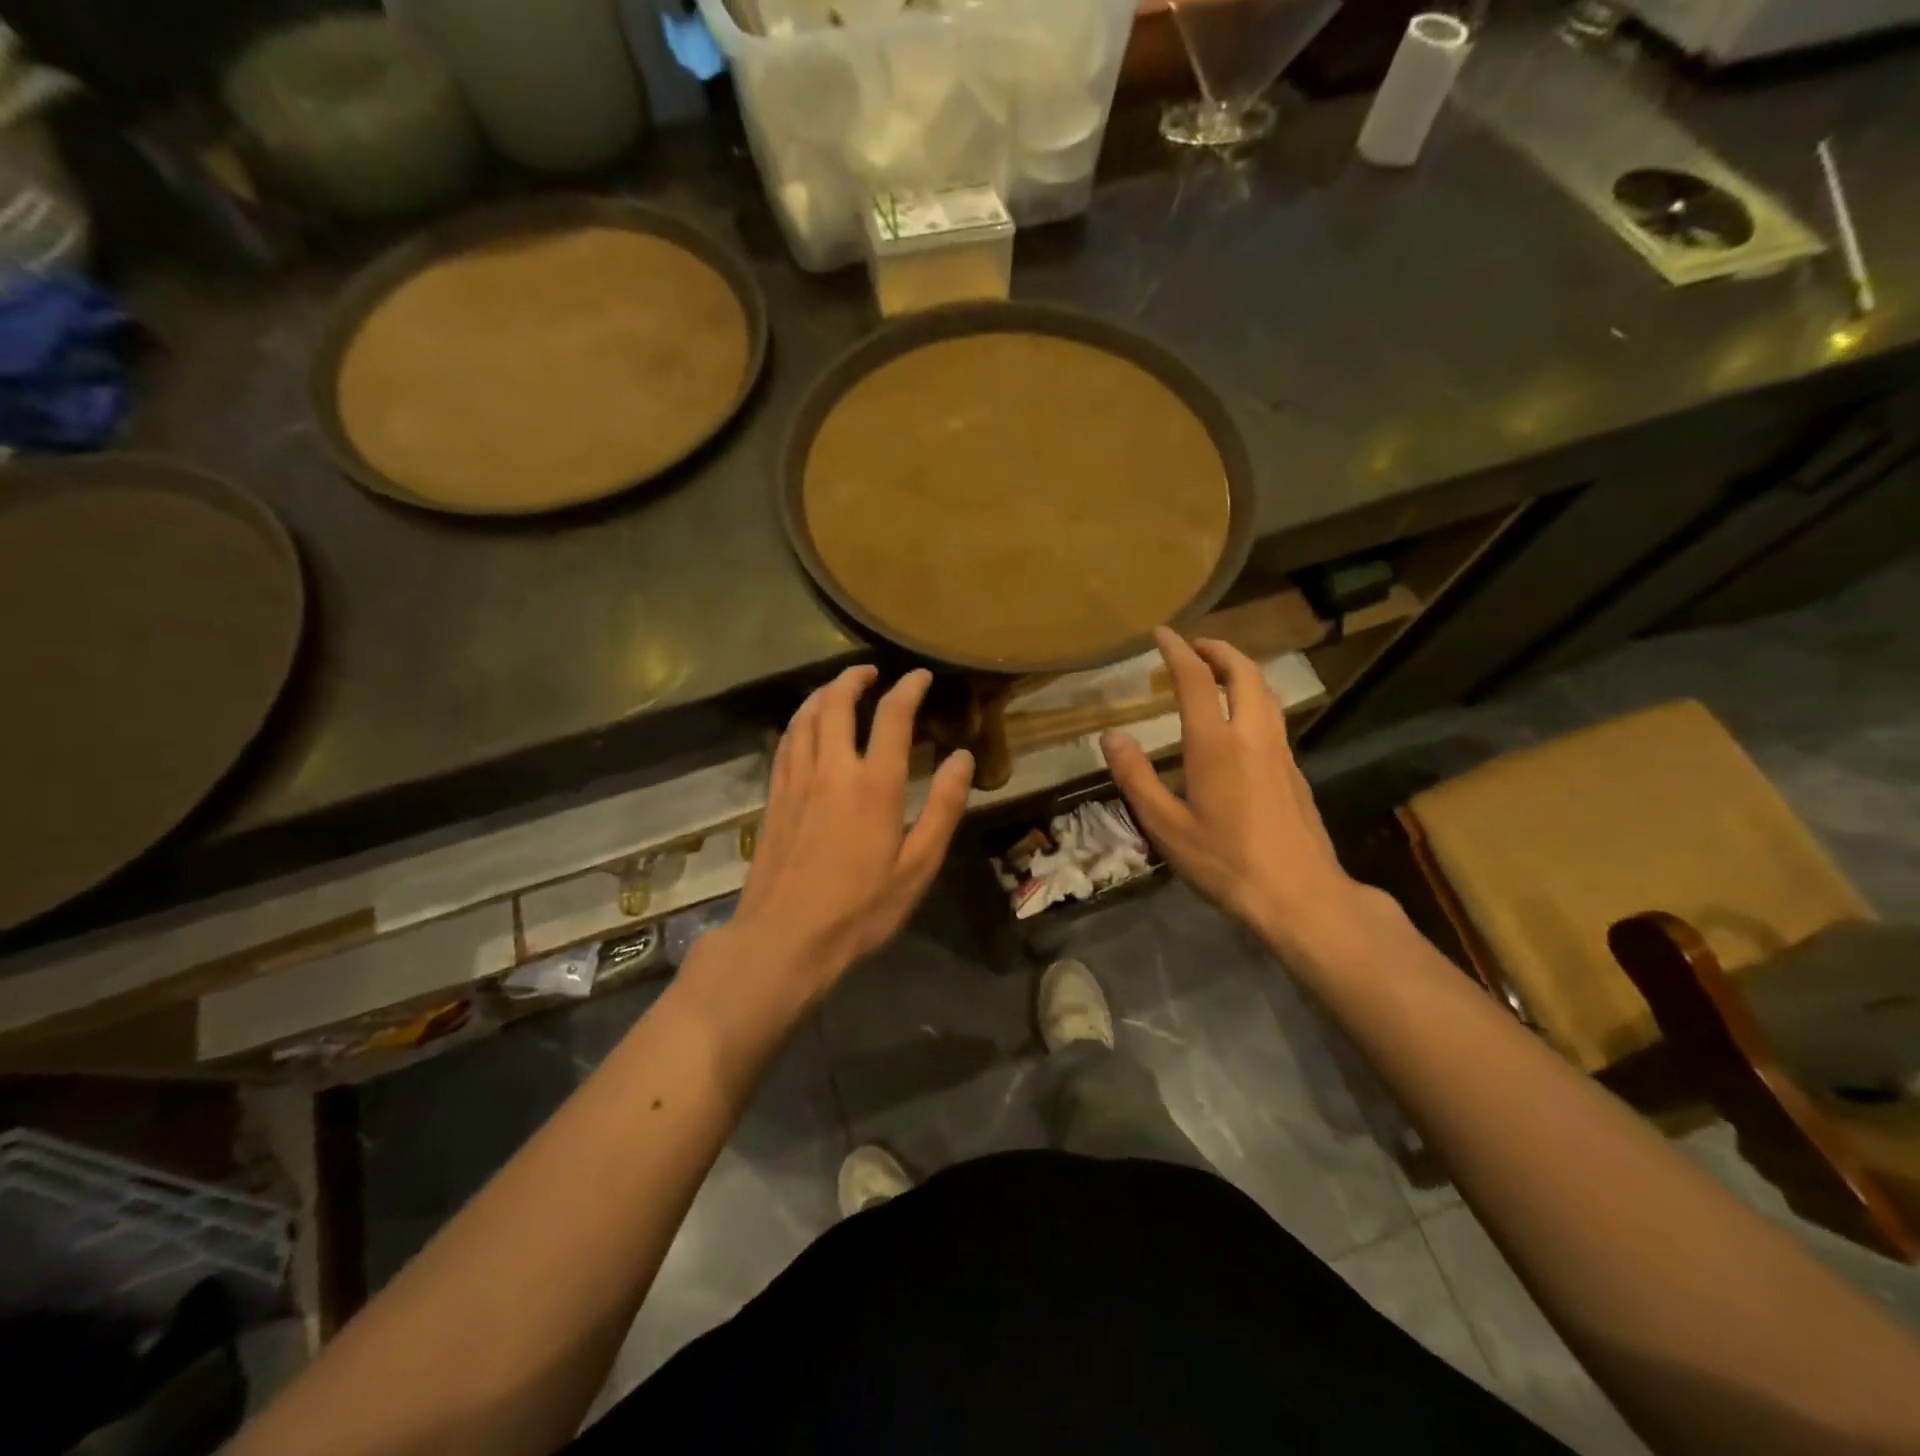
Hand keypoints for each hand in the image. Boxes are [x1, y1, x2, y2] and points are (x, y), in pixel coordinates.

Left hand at [731, 665, 973, 1000]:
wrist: (785, 938)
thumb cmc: (860, 908)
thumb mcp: (917, 865)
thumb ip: (942, 807)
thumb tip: (963, 758)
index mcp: (873, 784)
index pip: (892, 715)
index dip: (909, 688)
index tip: (921, 677)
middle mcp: (831, 769)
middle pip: (836, 702)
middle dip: (855, 678)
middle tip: (872, 673)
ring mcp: (796, 780)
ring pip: (805, 716)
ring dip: (823, 693)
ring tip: (838, 689)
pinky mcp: (774, 797)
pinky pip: (786, 742)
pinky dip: (800, 721)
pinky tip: (806, 727)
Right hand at [1102, 629, 1376, 959]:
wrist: (1300, 895)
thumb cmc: (1226, 862)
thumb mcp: (1166, 826)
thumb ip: (1136, 778)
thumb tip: (1112, 736)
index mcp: (1216, 745)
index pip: (1196, 679)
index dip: (1177, 651)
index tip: (1162, 633)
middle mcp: (1252, 736)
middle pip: (1244, 672)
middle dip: (1219, 650)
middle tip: (1194, 646)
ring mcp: (1280, 752)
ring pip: (1265, 692)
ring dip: (1241, 670)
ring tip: (1217, 672)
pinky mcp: (1294, 771)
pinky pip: (1273, 716)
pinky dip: (1253, 698)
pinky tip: (1239, 721)